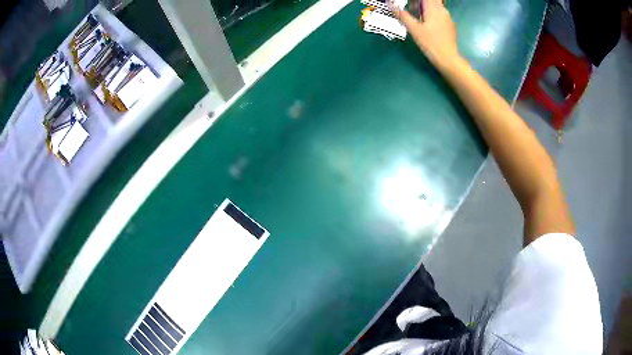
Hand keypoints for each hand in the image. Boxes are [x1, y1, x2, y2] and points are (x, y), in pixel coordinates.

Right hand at [391, 0, 459, 70]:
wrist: (448, 59)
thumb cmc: (430, 43)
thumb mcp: (414, 29)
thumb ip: (402, 15)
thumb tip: (391, 5)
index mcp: (433, 9)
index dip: (417, 0)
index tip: (411, 4)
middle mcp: (442, 10)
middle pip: (432, 0)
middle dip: (421, 2)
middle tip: (413, 9)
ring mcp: (448, 17)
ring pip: (437, 6)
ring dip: (427, 7)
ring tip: (418, 15)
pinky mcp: (450, 25)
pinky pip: (441, 13)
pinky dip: (433, 13)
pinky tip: (427, 23)